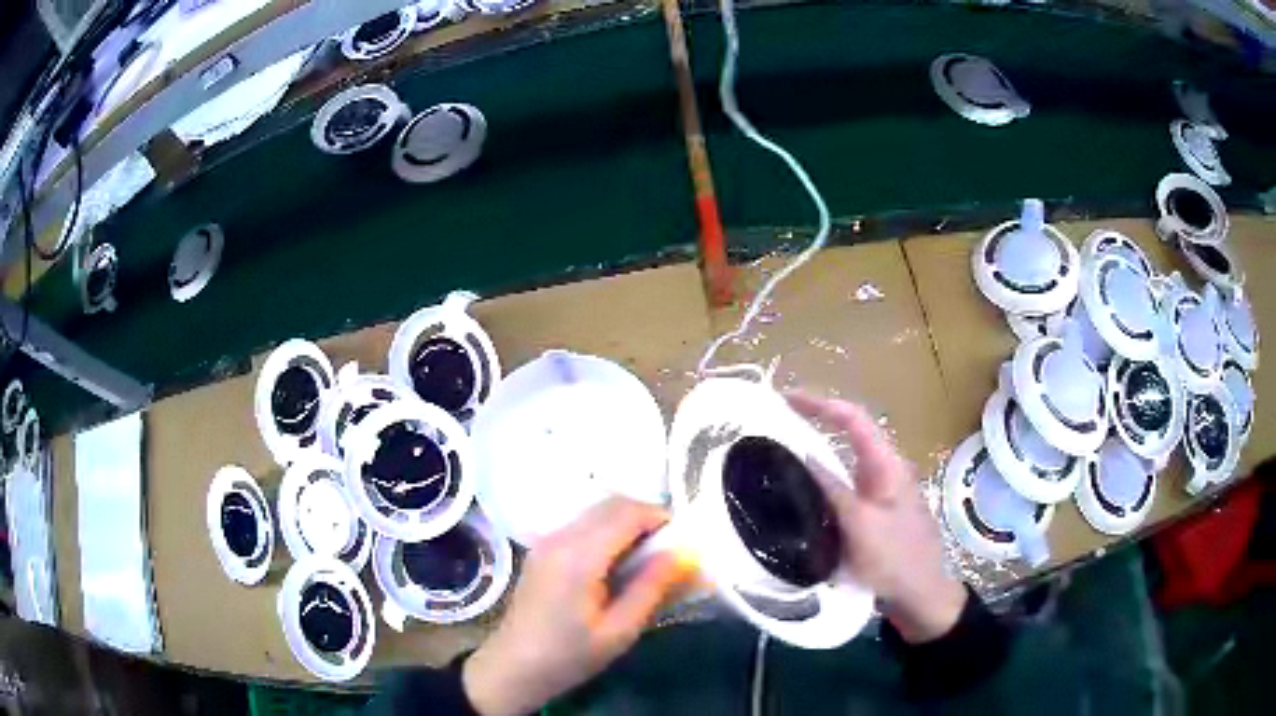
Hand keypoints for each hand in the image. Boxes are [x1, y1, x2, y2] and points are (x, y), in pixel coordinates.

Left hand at [463, 498, 693, 714]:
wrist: (512, 668)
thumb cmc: (568, 656)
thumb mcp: (619, 630)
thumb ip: (652, 588)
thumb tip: (684, 554)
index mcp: (579, 556)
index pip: (627, 513)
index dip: (661, 517)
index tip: (684, 541)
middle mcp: (559, 537)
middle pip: (611, 504)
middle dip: (646, 517)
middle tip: (670, 550)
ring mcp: (546, 540)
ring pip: (596, 511)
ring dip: (627, 522)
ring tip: (648, 558)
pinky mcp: (542, 549)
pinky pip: (582, 524)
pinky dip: (608, 530)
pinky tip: (617, 563)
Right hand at [786, 392, 966, 643]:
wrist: (919, 594)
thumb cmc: (894, 557)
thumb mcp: (859, 524)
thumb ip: (831, 489)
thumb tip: (804, 457)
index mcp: (886, 465)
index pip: (853, 419)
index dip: (821, 404)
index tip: (786, 399)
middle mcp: (884, 471)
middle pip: (849, 435)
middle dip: (816, 423)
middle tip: (777, 425)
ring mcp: (879, 493)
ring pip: (844, 463)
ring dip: (817, 454)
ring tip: (781, 455)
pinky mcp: (872, 513)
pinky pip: (843, 489)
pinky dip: (822, 483)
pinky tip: (801, 494)